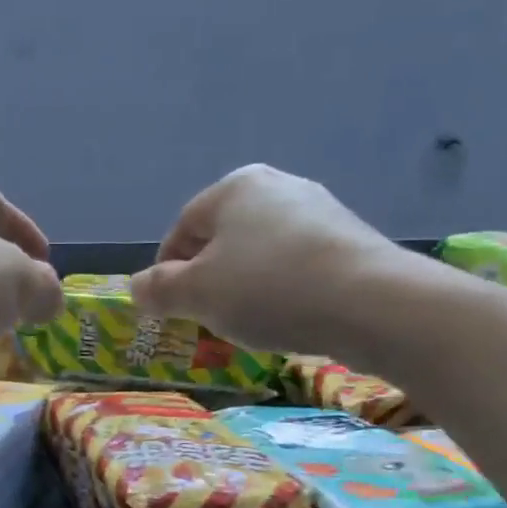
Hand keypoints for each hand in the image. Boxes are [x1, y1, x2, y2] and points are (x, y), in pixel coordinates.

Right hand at [130, 165, 411, 358]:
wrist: (371, 303)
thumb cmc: (267, 289)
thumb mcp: (196, 294)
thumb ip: (158, 289)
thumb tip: (135, 288)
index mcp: (233, 187)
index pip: (182, 229)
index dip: (166, 272)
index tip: (168, 309)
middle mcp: (276, 186)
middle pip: (221, 238)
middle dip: (207, 279)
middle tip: (205, 318)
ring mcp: (318, 209)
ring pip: (259, 252)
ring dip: (243, 285)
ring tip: (247, 322)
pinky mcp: (349, 238)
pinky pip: (295, 264)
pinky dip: (281, 288)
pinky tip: (287, 316)